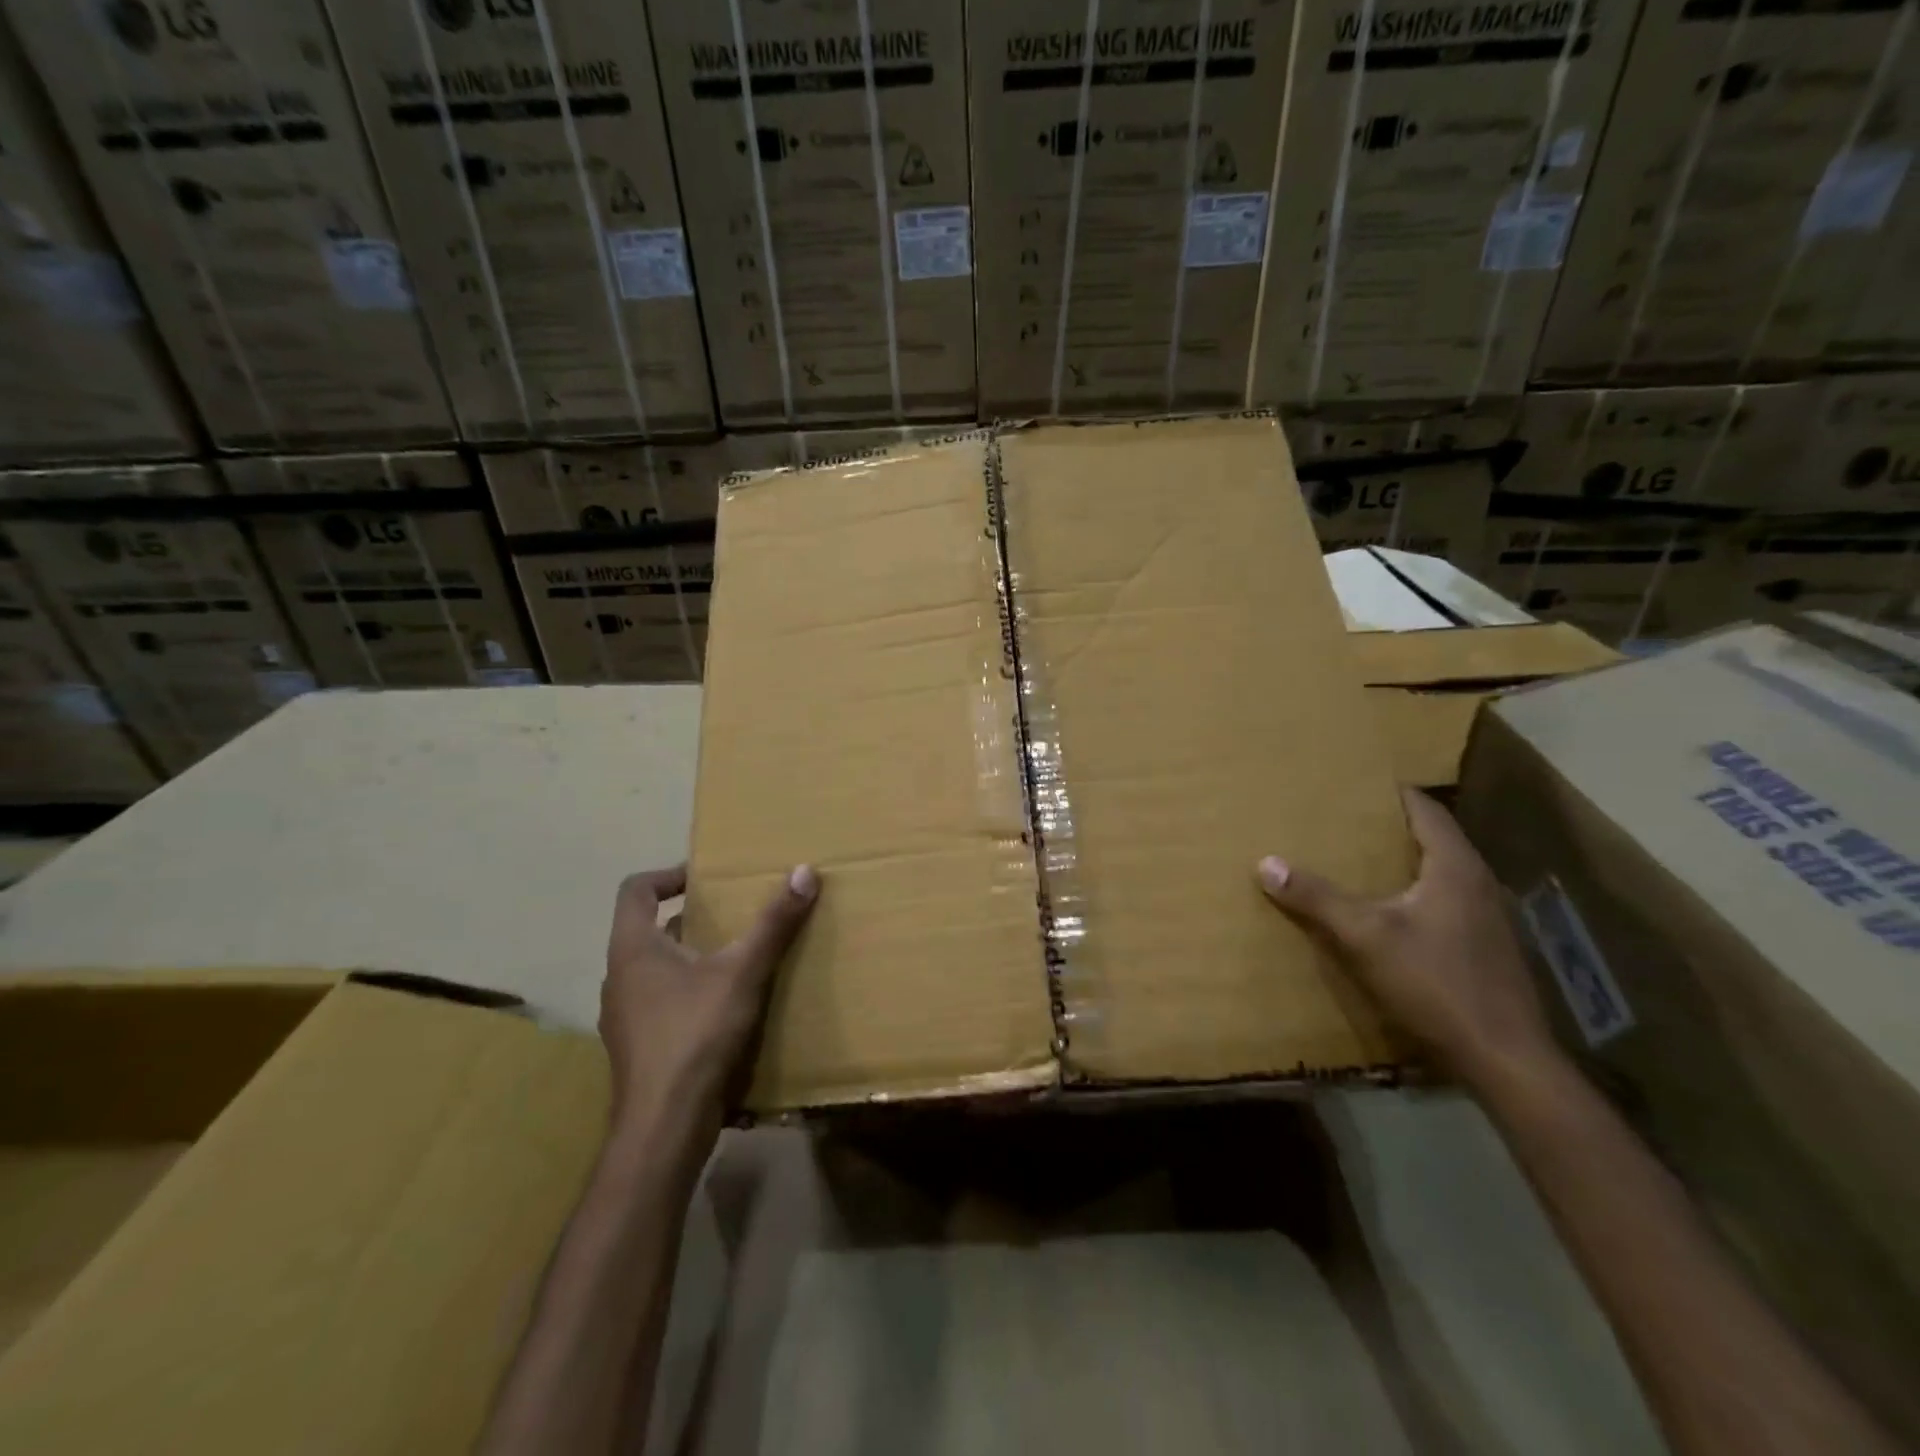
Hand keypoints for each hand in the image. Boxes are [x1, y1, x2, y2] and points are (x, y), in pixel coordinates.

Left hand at [599, 864, 818, 1144]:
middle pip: (649, 929)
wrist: (664, 1128)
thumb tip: (804, 872)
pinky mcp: (638, 1048)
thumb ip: (773, 923)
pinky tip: (726, 1008)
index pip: (635, 891)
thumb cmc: (695, 1035)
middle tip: (732, 914)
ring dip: (691, 956)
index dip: (667, 875)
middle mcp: (620, 978)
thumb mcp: (742, 972)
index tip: (705, 878)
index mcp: (633, 949)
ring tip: (735, 958)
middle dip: (691, 918)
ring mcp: (625, 1017)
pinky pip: (662, 1003)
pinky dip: (690, 992)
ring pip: (656, 969)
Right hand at [1257, 788, 1560, 1092]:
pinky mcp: (1485, 950)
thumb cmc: (1436, 983)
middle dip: (1391, 827)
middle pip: (1434, 839)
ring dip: (1402, 863)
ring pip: (1440, 874)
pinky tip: (1386, 912)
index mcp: (1456, 868)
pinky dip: (1413, 894)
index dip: (1393, 793)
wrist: (1504, 1059)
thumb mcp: (1365, 937)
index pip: (1427, 810)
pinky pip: (1444, 903)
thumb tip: (1266, 863)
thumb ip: (1317, 898)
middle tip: (1345, 820)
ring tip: (1358, 860)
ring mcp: (1487, 919)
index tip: (1356, 784)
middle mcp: (1478, 884)